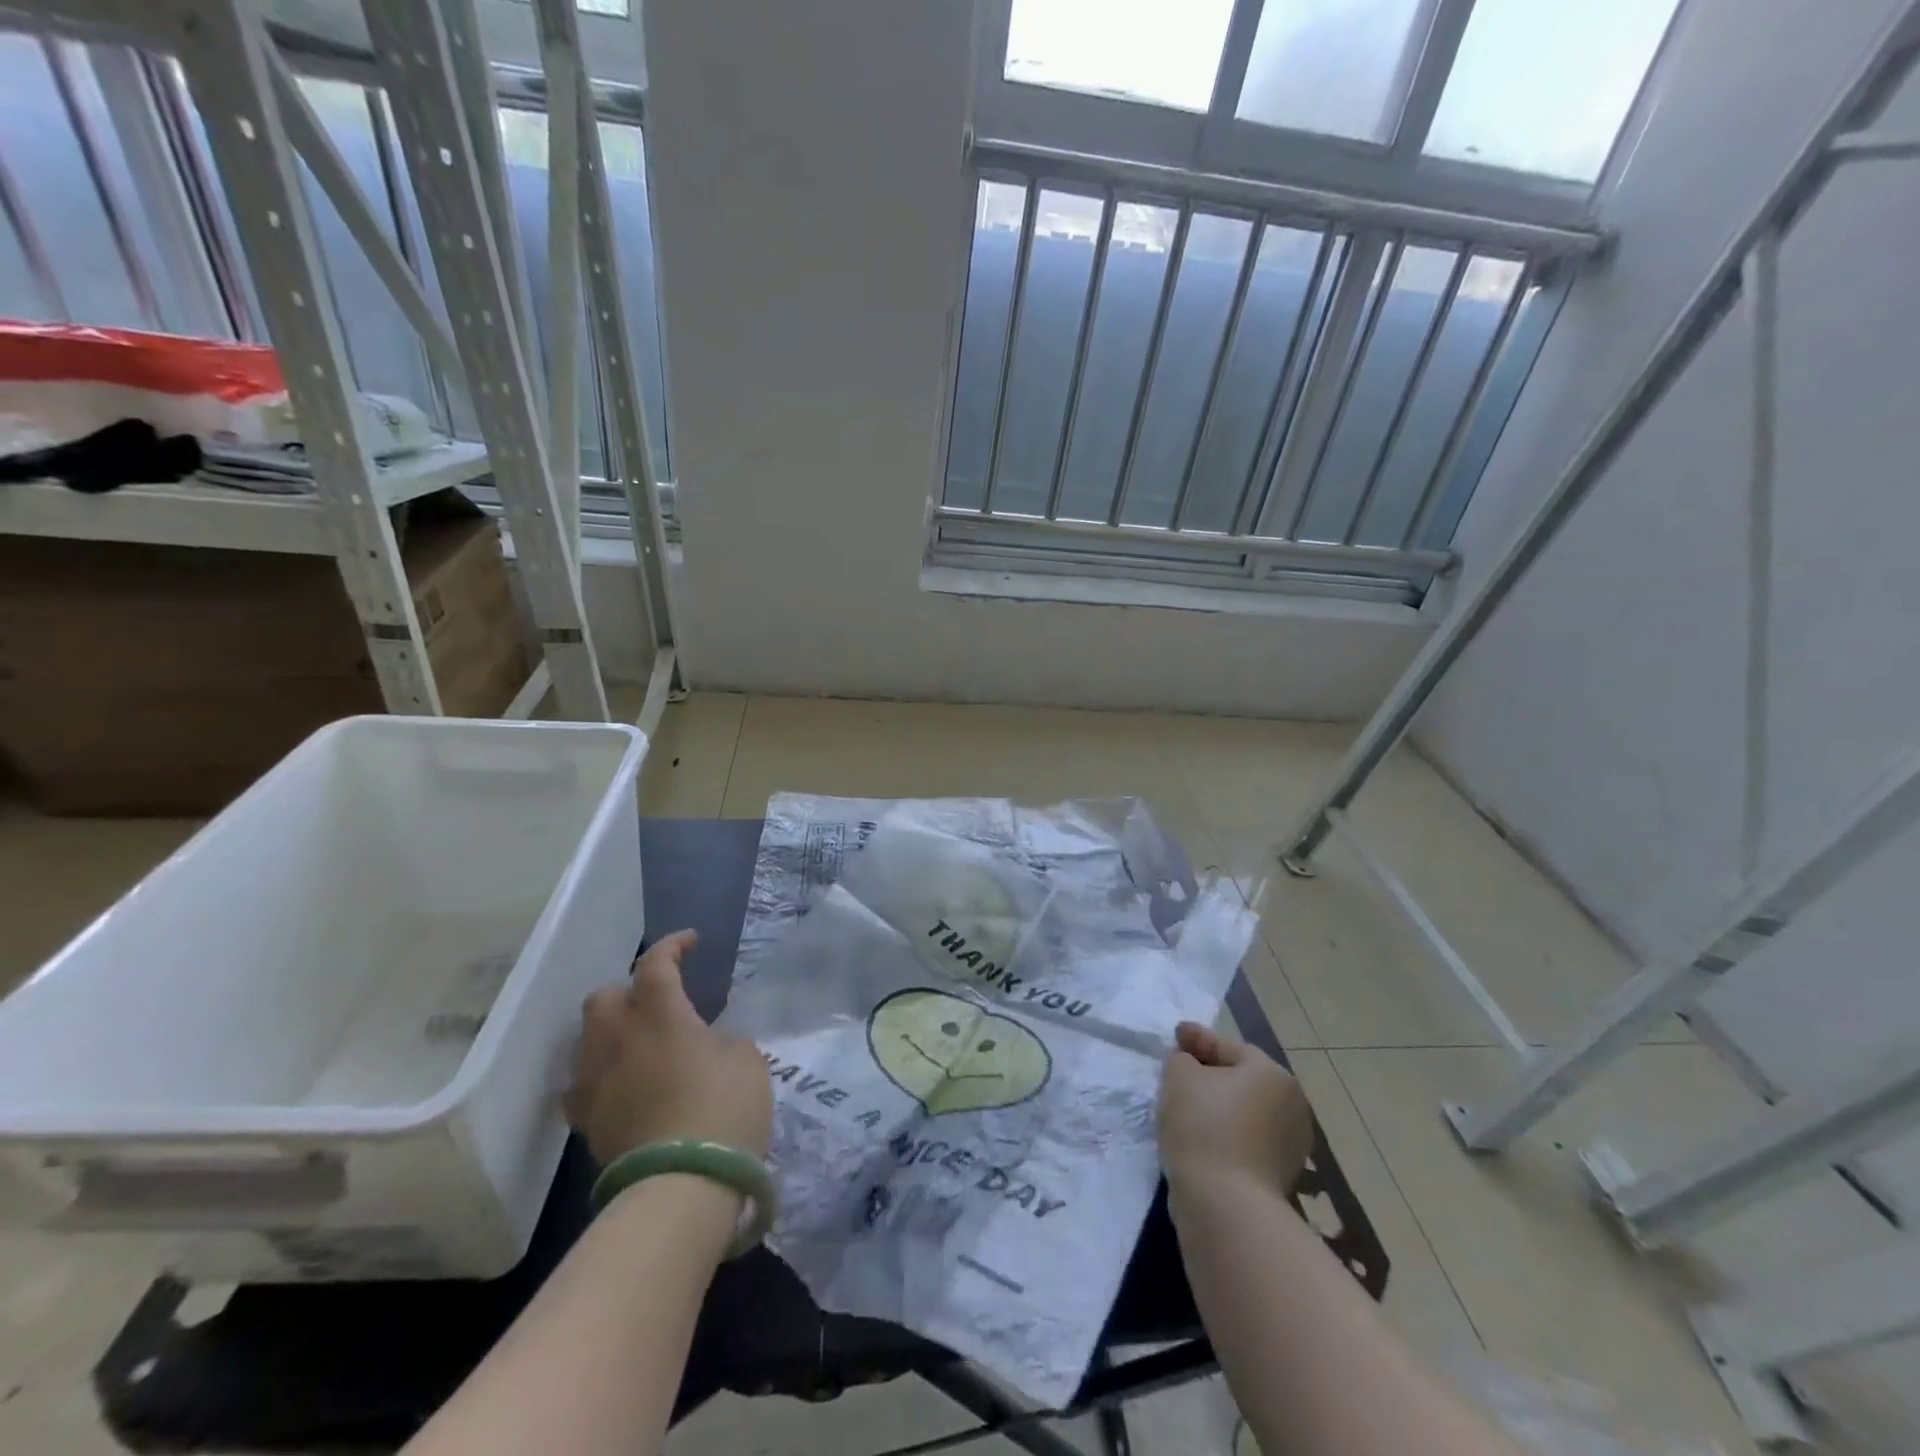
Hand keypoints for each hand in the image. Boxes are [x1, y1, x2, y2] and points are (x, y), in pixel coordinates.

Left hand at [564, 929, 773, 1162]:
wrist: (681, 1186)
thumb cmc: (723, 1109)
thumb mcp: (746, 1060)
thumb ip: (724, 1039)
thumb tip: (708, 1042)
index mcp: (660, 1015)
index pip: (655, 964)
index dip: (672, 946)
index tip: (690, 942)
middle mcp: (618, 1040)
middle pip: (604, 997)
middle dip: (628, 990)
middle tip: (656, 1000)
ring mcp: (595, 1082)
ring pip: (587, 1039)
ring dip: (611, 1030)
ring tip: (636, 1042)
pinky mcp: (587, 1123)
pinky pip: (581, 1086)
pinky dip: (598, 1075)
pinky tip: (617, 1084)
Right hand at [1159, 1022, 1314, 1196]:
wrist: (1226, 1205)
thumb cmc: (1204, 1127)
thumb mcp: (1179, 1076)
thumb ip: (1182, 1059)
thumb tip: (1190, 1064)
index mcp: (1272, 1074)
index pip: (1228, 1047)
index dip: (1198, 1038)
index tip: (1176, 1034)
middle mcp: (1291, 1105)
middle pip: (1241, 1079)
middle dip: (1211, 1073)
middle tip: (1179, 1071)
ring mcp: (1290, 1144)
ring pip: (1244, 1111)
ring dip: (1219, 1107)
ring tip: (1186, 1108)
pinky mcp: (1280, 1176)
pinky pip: (1246, 1140)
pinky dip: (1226, 1134)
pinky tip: (1201, 1137)